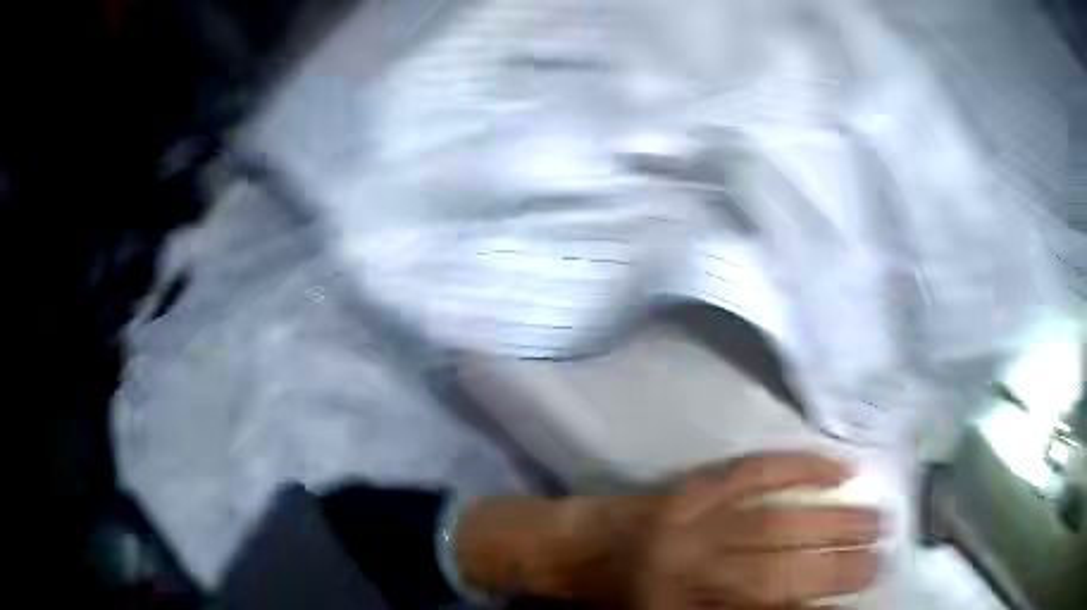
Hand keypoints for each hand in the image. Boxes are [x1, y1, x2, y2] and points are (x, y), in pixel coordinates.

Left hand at [613, 452, 880, 608]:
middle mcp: (694, 569)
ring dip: (835, 523)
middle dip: (838, 570)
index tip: (853, 608)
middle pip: (780, 575)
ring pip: (780, 522)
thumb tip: (799, 607)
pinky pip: (757, 470)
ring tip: (878, 521)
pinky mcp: (696, 485)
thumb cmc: (616, 599)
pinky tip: (839, 468)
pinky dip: (802, 467)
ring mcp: (697, 520)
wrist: (570, 550)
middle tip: (880, 561)